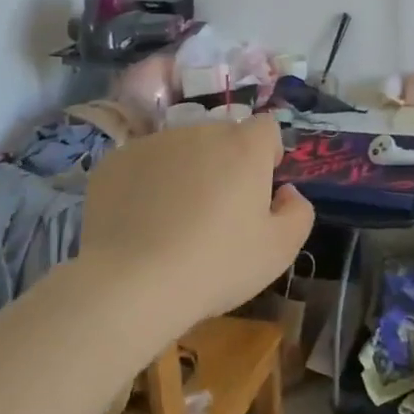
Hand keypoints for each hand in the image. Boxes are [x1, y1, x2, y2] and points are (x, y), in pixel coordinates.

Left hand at [78, 115, 314, 334]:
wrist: (130, 284)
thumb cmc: (216, 265)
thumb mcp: (279, 251)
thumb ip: (298, 213)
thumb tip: (286, 192)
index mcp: (243, 147)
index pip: (266, 128)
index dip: (267, 154)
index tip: (259, 189)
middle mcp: (199, 132)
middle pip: (222, 137)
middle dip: (225, 164)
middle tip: (217, 212)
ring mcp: (153, 143)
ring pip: (180, 150)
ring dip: (185, 172)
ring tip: (173, 221)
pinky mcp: (114, 161)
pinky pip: (143, 165)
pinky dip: (146, 184)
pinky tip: (141, 223)